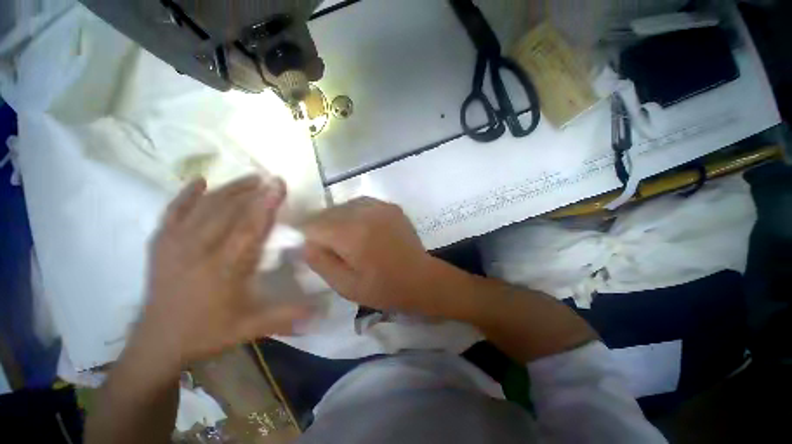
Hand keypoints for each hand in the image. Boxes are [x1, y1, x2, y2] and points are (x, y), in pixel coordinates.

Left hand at [134, 176, 310, 368]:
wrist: (158, 343)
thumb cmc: (208, 332)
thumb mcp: (250, 327)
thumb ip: (286, 316)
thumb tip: (321, 311)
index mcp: (224, 269)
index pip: (249, 228)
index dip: (266, 204)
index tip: (278, 185)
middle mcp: (198, 251)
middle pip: (227, 211)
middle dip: (251, 191)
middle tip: (269, 178)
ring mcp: (175, 245)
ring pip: (204, 207)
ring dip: (228, 189)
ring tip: (249, 178)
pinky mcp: (160, 245)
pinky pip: (173, 212)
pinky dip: (186, 195)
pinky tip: (199, 182)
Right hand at [302, 198, 445, 314]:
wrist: (420, 278)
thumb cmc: (383, 288)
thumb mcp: (345, 285)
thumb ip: (320, 261)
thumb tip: (307, 242)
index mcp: (352, 234)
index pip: (313, 224)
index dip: (308, 235)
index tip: (314, 247)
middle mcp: (365, 213)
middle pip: (329, 211)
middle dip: (323, 227)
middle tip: (332, 246)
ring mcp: (381, 206)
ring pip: (345, 205)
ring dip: (340, 219)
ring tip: (348, 237)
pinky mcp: (391, 206)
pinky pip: (363, 203)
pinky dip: (356, 214)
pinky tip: (364, 229)